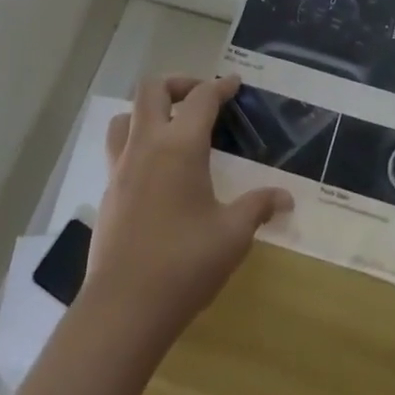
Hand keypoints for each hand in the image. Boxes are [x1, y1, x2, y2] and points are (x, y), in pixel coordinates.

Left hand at [84, 75, 292, 343]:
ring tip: (170, 127)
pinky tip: (155, 171)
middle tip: (200, 98)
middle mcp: (146, 146)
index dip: (221, 86)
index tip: (235, 84)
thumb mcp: (233, 235)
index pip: (201, 98)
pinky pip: (117, 150)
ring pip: (124, 117)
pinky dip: (136, 144)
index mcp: (180, 146)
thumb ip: (258, 207)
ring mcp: (120, 169)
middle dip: (178, 84)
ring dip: (147, 111)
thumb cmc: (184, 263)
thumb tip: (286, 198)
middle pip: (151, 90)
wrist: (123, 310)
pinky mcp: (108, 194)